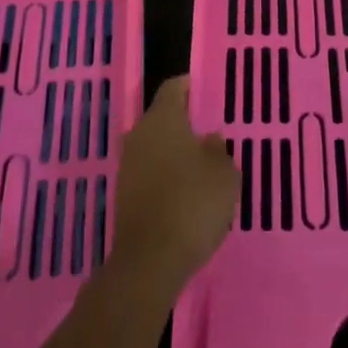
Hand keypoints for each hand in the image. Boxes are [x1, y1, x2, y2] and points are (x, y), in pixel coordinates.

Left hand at [108, 76, 236, 297]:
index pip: (173, 88)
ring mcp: (127, 165)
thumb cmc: (192, 203)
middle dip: (183, 123)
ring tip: (200, 166)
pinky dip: (165, 177)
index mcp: (162, 118)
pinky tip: (185, 193)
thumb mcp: (224, 173)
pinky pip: (149, 174)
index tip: (205, 91)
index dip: (190, 87)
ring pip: (154, 147)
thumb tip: (208, 139)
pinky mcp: (123, 195)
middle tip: (209, 133)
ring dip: (173, 153)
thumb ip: (218, 150)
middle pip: (162, 118)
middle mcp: (139, 134)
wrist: (150, 260)